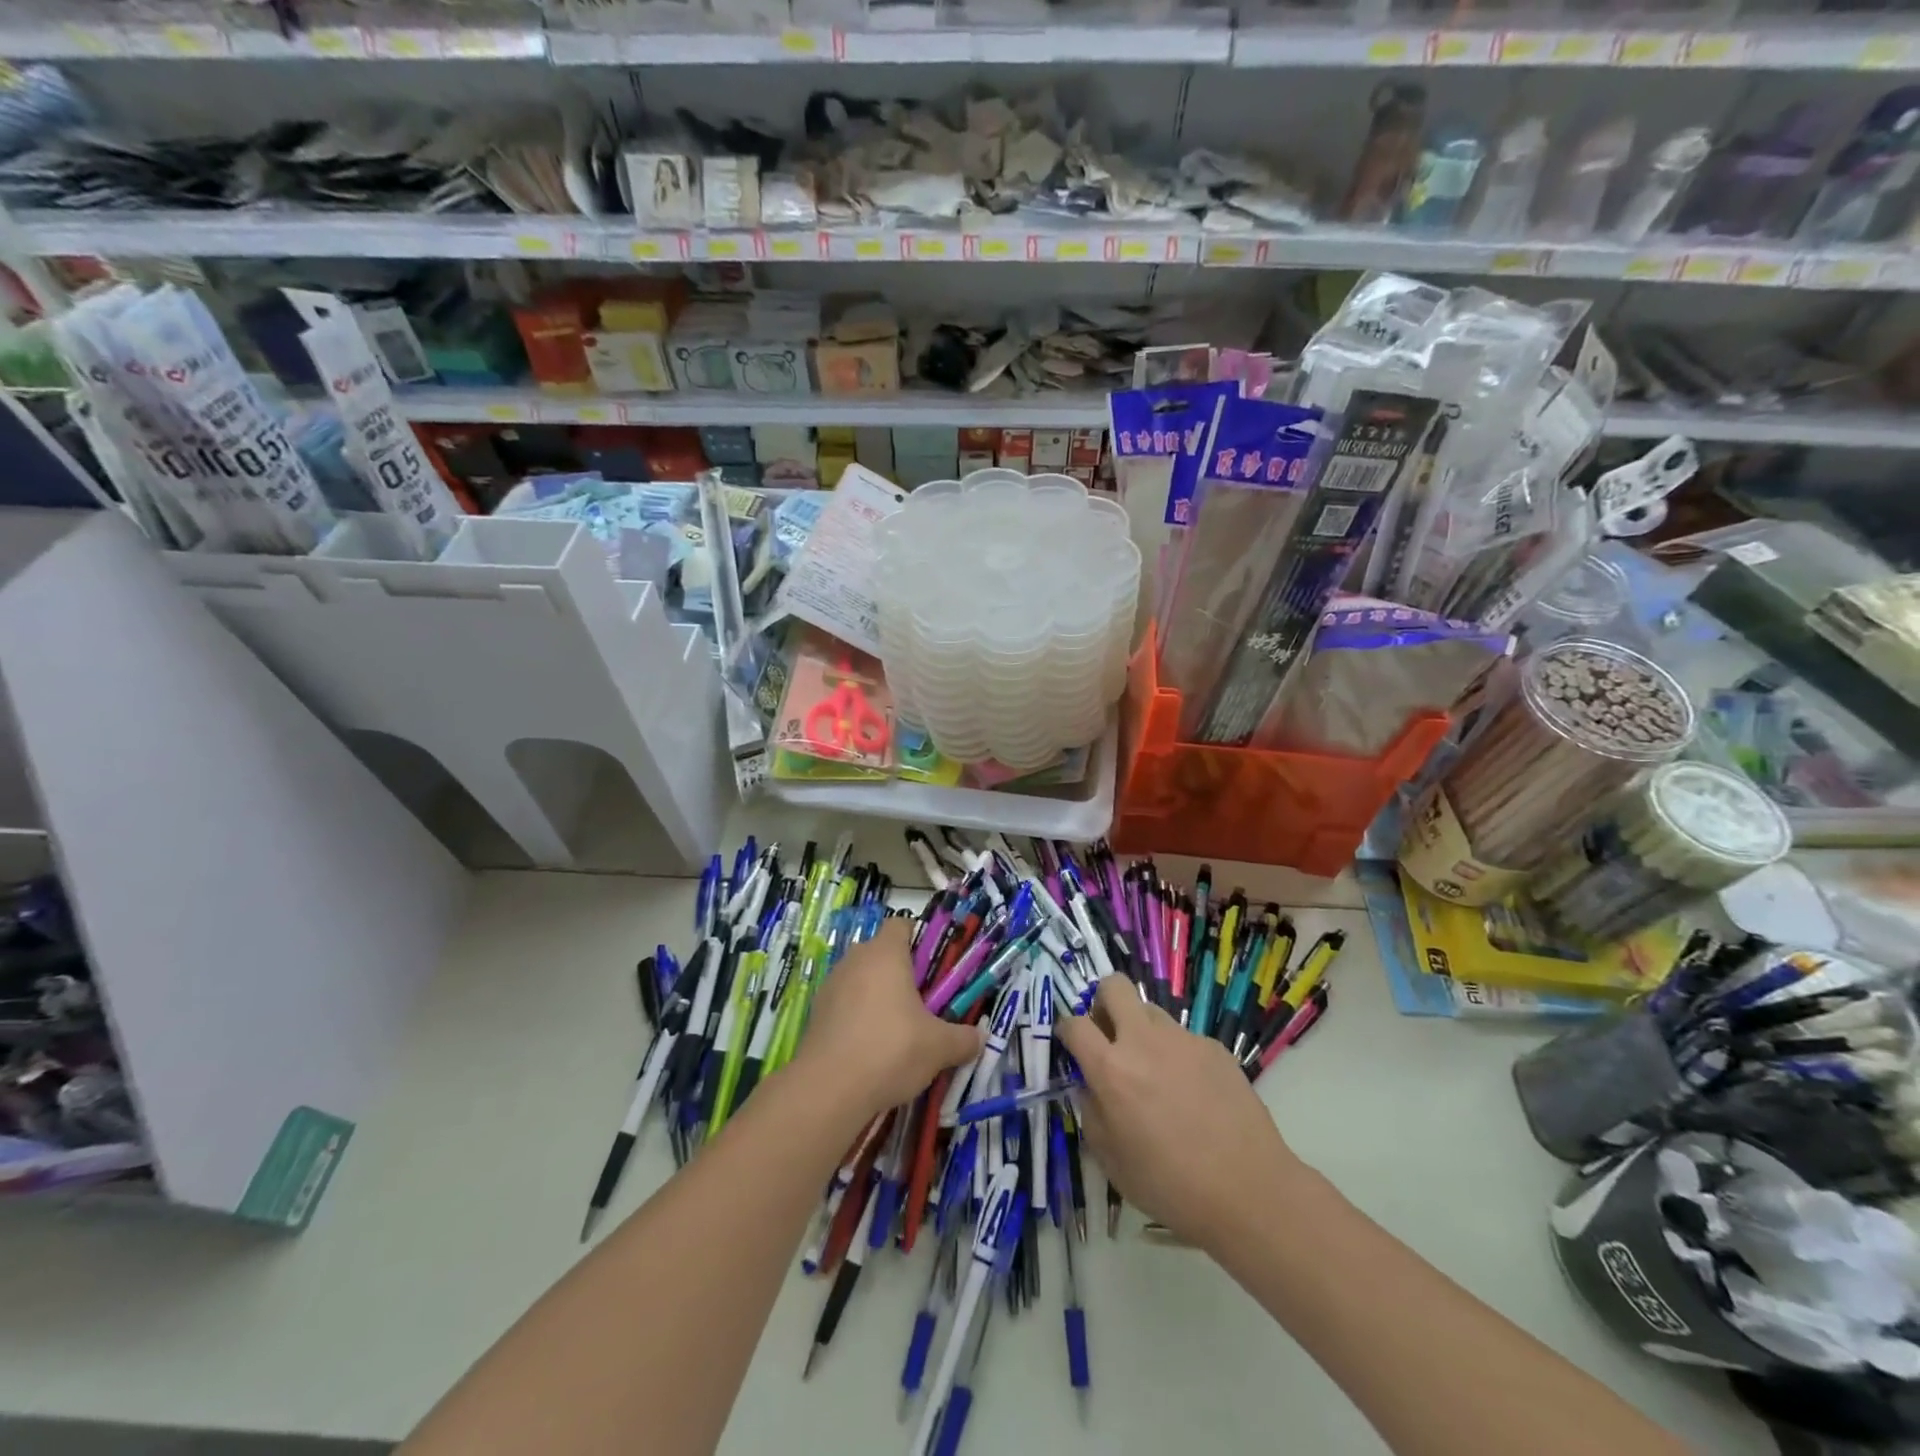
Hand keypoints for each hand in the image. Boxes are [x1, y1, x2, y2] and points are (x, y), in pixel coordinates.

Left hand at [793, 918, 983, 1119]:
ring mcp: (831, 986)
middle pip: (881, 953)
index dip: (919, 940)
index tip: (934, 967)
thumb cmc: (891, 1049)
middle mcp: (855, 960)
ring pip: (861, 979)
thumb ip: (963, 1039)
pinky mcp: (816, 1014)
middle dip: (901, 973)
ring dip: (877, 996)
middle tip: (922, 1003)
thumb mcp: (939, 1047)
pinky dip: (858, 1018)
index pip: (902, 924)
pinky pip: (844, 1005)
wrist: (828, 1089)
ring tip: (897, 1031)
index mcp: (885, 953)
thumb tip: (979, 1038)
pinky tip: (871, 1049)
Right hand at [1057, 975, 1301, 1249]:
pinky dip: (1177, 1055)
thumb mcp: (1112, 1160)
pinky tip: (1193, 1093)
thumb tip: (1090, 1086)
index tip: (1071, 1044)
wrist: (1248, 1191)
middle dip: (1103, 1002)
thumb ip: (1092, 1112)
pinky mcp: (1214, 1047)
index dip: (1066, 1030)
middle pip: (1113, 986)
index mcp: (1111, 1069)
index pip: (1074, 1024)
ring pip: (1150, 1010)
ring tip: (1154, 1071)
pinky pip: (1183, 1038)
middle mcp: (1144, 1041)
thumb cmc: (1170, 1186)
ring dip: (1141, 1029)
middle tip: (1109, 1036)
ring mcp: (1183, 1039)